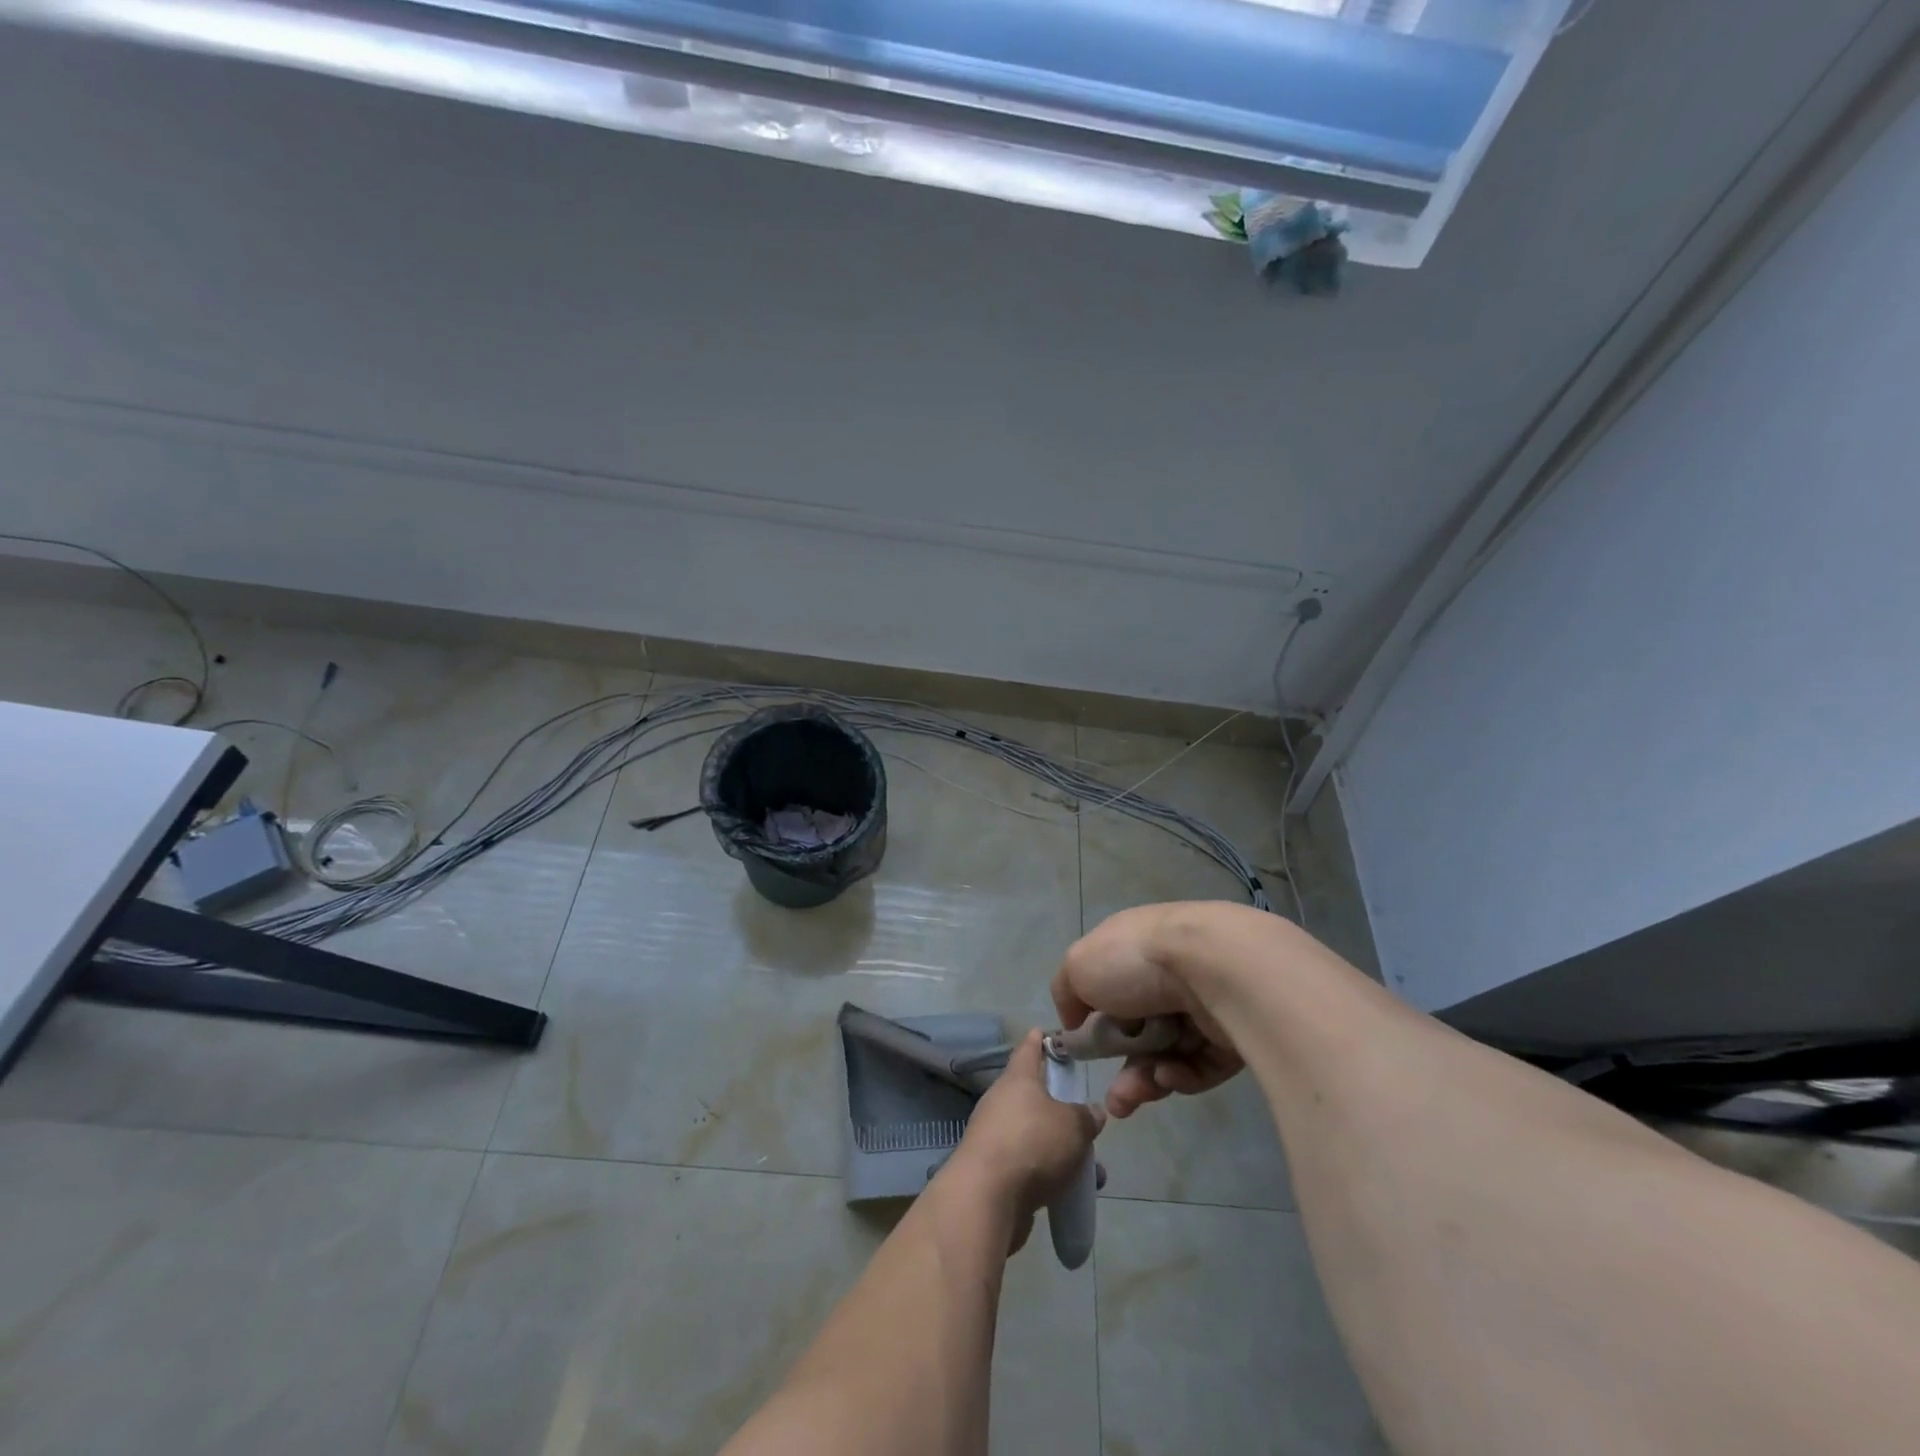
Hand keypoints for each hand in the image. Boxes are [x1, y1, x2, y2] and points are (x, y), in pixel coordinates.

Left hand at [952, 1031, 1103, 1254]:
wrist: (986, 1198)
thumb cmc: (1032, 1144)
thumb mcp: (1073, 1126)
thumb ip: (1086, 1116)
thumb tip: (1093, 1111)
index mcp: (1018, 1078)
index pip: (1029, 1047)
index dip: (1041, 1039)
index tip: (1052, 1034)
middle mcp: (1001, 1101)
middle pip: (1034, 1096)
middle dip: (1061, 1108)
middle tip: (1087, 1117)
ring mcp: (994, 1136)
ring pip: (1034, 1134)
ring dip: (1060, 1148)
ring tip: (1092, 1169)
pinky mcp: (993, 1170)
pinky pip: (1028, 1164)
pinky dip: (1050, 1173)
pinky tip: (1073, 1194)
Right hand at [1053, 903, 1245, 1119]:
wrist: (1213, 966)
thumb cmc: (1136, 961)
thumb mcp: (1078, 966)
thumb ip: (1067, 992)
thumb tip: (1075, 1021)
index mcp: (1132, 949)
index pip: (1112, 988)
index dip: (1097, 1021)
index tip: (1087, 1048)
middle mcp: (1168, 974)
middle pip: (1140, 1030)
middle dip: (1123, 1067)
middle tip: (1116, 1099)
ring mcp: (1202, 1004)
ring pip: (1168, 1053)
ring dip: (1145, 1080)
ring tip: (1132, 1098)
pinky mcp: (1232, 1034)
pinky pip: (1200, 1066)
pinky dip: (1181, 1075)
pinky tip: (1169, 1075)